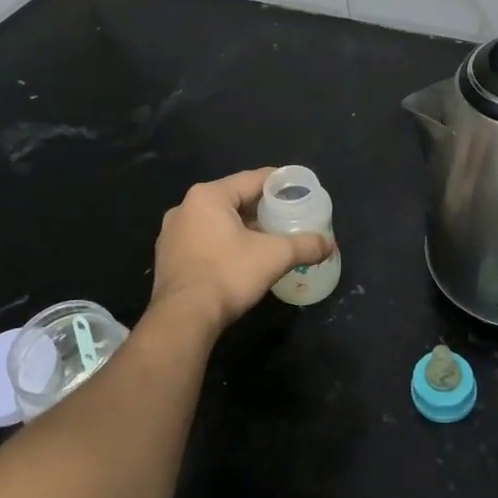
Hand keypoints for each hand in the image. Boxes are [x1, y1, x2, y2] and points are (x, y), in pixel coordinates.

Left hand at [147, 169, 333, 332]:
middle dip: (261, 209)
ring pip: (216, 221)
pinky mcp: (167, 257)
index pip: (252, 179)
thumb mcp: (274, 256)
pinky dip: (223, 243)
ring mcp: (172, 233)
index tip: (298, 189)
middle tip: (286, 217)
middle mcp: (185, 207)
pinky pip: (202, 240)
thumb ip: (304, 245)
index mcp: (209, 196)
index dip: (279, 183)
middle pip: (233, 199)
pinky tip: (239, 258)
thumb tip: (329, 245)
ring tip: (266, 239)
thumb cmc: (228, 274)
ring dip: (241, 227)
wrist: (184, 318)